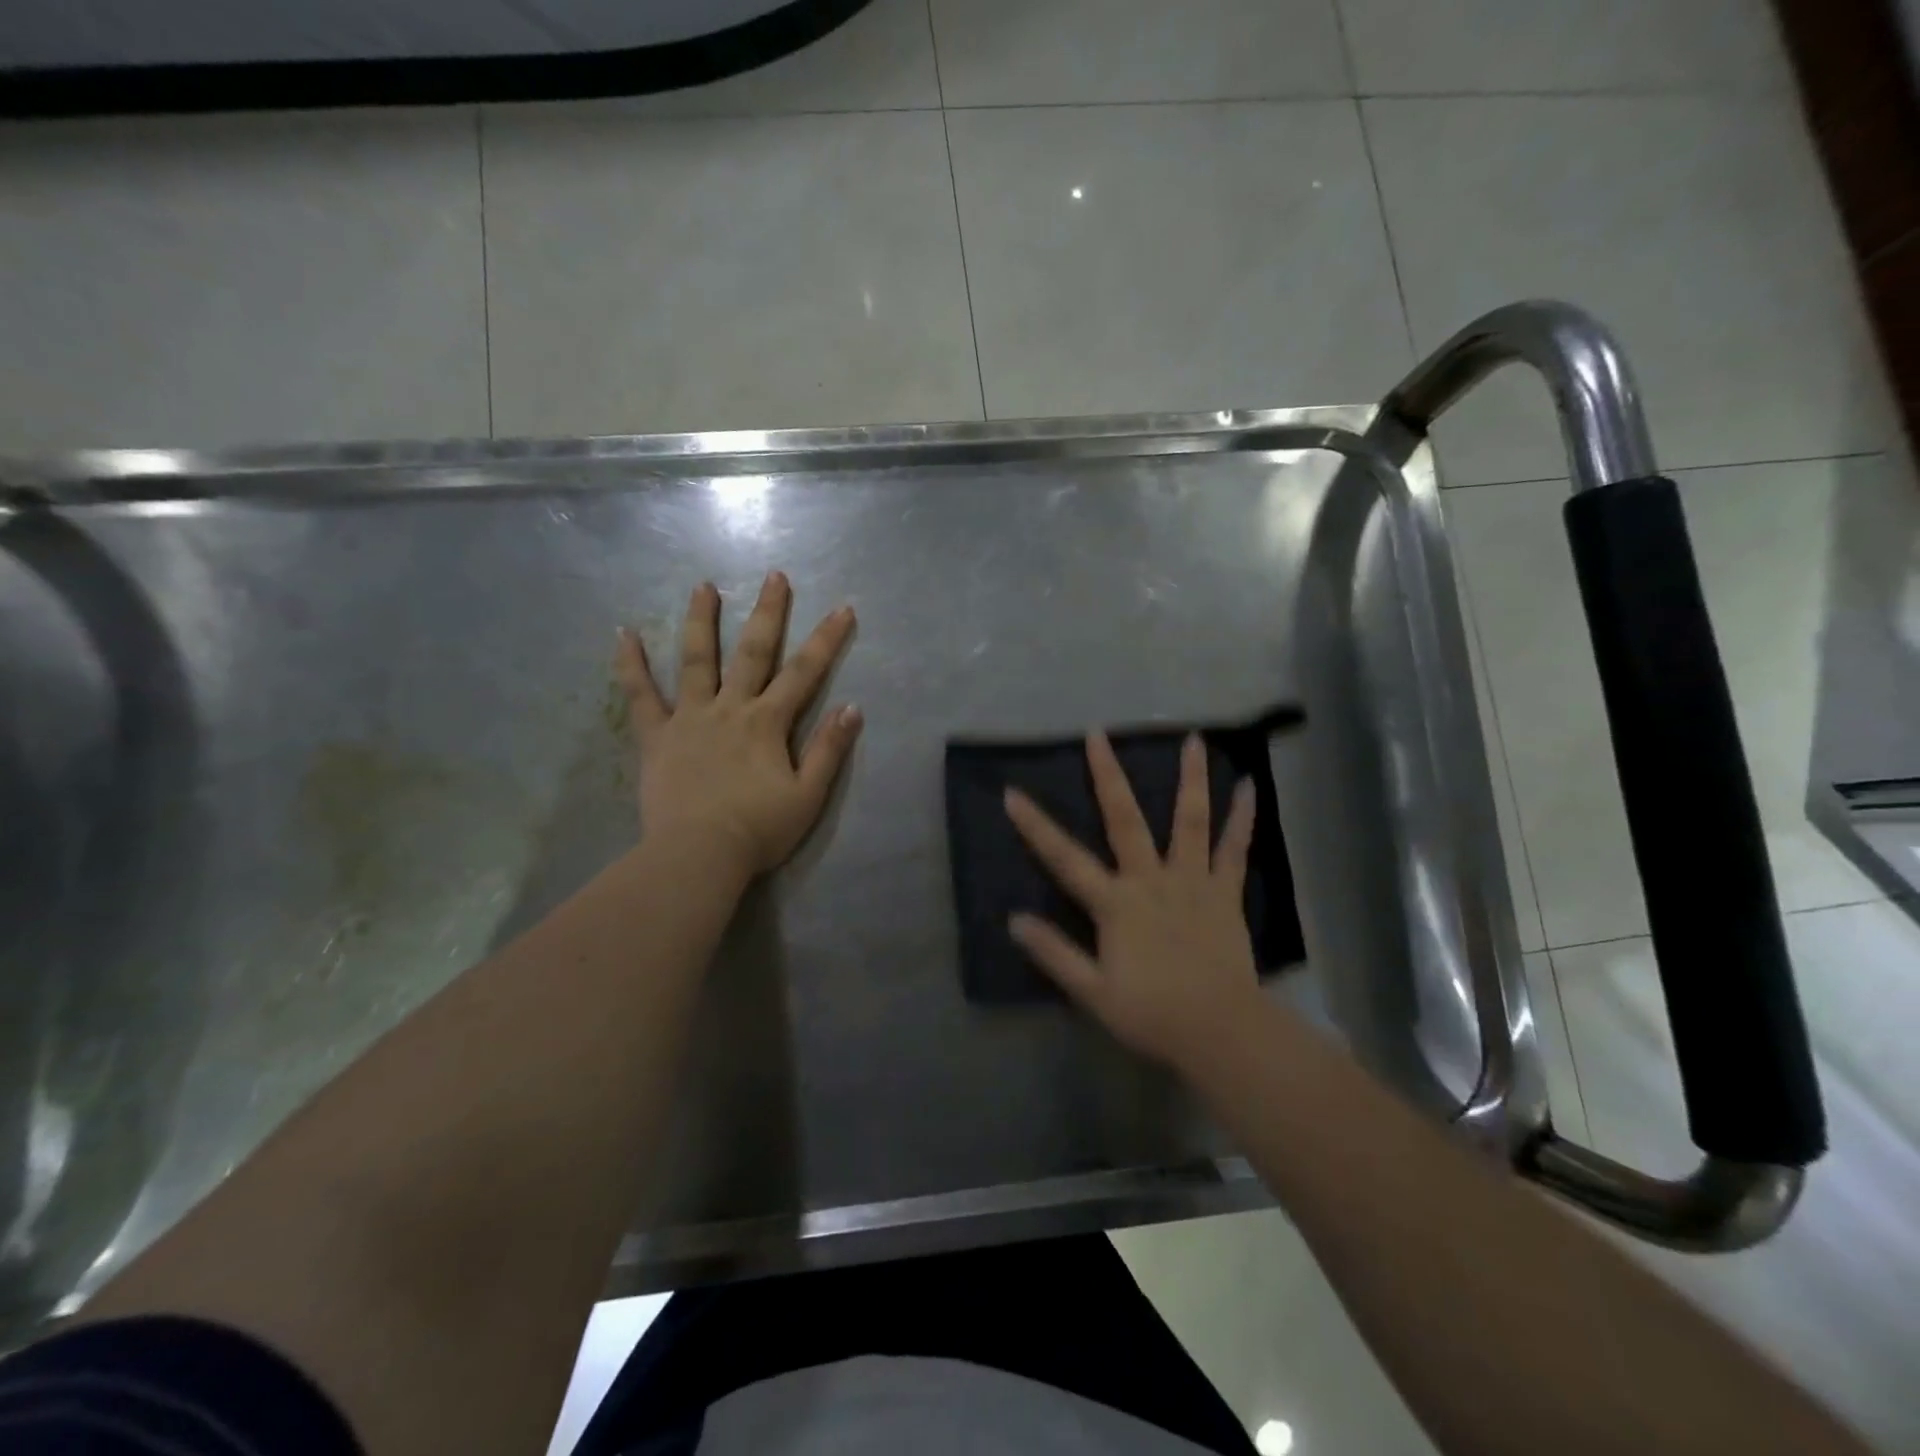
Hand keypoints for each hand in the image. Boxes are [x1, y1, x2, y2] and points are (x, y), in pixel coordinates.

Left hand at [615, 572, 861, 878]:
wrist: (697, 855)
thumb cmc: (758, 830)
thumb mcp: (808, 796)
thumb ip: (829, 750)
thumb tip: (852, 707)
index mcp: (768, 723)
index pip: (804, 673)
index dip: (827, 640)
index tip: (842, 608)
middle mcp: (730, 708)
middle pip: (753, 652)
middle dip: (768, 613)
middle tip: (774, 576)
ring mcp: (689, 718)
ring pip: (696, 660)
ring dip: (702, 621)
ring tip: (703, 586)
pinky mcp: (656, 737)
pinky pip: (641, 695)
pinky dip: (631, 665)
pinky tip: (623, 634)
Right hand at [1004, 732, 1262, 1072]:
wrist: (1220, 1031)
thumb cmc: (1152, 1013)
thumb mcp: (1092, 991)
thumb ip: (1054, 953)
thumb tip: (1014, 919)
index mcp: (1116, 903)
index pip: (1065, 858)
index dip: (1036, 826)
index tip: (1012, 793)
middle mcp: (1151, 879)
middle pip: (1125, 819)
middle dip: (1108, 775)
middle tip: (1098, 734)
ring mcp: (1192, 882)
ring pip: (1189, 821)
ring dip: (1189, 778)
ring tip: (1193, 738)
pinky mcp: (1224, 893)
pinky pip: (1235, 849)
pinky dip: (1243, 817)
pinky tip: (1248, 786)